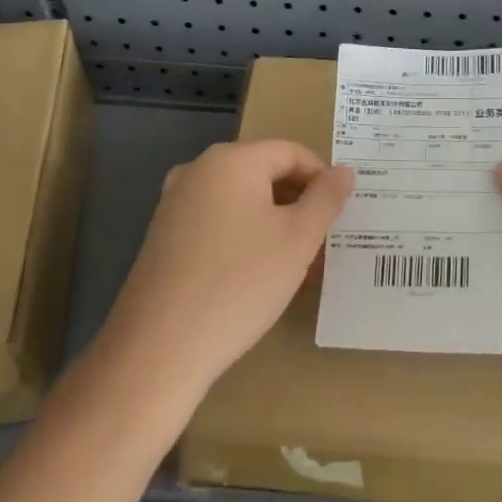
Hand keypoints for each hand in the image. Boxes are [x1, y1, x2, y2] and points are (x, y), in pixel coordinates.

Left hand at [97, 140, 353, 405]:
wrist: (158, 349)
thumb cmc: (240, 284)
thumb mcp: (298, 240)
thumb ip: (326, 198)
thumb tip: (343, 171)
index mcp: (231, 160)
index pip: (291, 152)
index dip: (322, 179)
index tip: (339, 216)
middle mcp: (197, 170)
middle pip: (264, 173)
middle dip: (299, 203)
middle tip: (323, 243)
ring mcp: (174, 203)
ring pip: (241, 201)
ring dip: (274, 224)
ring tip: (298, 266)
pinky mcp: (163, 236)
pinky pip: (216, 222)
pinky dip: (244, 238)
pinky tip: (258, 277)